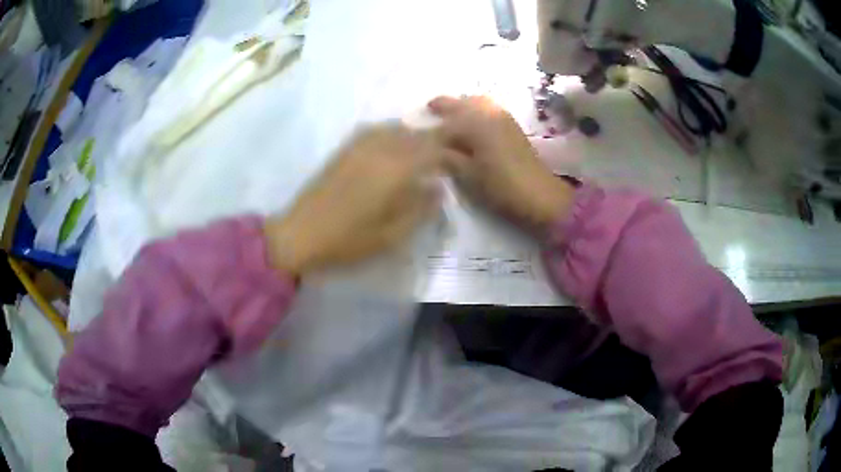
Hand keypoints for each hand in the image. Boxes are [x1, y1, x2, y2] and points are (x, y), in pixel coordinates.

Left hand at [264, 124, 443, 276]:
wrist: (300, 235)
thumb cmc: (348, 241)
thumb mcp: (392, 236)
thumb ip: (420, 209)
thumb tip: (439, 188)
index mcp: (395, 169)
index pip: (432, 148)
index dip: (450, 151)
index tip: (461, 162)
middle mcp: (380, 149)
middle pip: (415, 134)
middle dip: (435, 141)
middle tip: (445, 158)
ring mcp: (359, 146)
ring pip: (395, 128)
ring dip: (413, 136)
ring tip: (422, 152)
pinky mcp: (344, 150)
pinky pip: (374, 131)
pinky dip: (391, 133)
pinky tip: (393, 146)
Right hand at [429, 96, 573, 228]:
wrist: (540, 194)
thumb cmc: (501, 186)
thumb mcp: (468, 175)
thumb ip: (448, 158)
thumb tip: (432, 148)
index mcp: (475, 122)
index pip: (445, 120)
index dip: (429, 127)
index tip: (415, 132)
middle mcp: (489, 112)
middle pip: (462, 102)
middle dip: (445, 105)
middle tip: (430, 111)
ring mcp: (503, 117)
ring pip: (477, 103)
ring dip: (462, 106)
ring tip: (449, 117)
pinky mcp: (512, 126)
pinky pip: (489, 109)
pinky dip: (476, 111)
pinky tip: (470, 124)